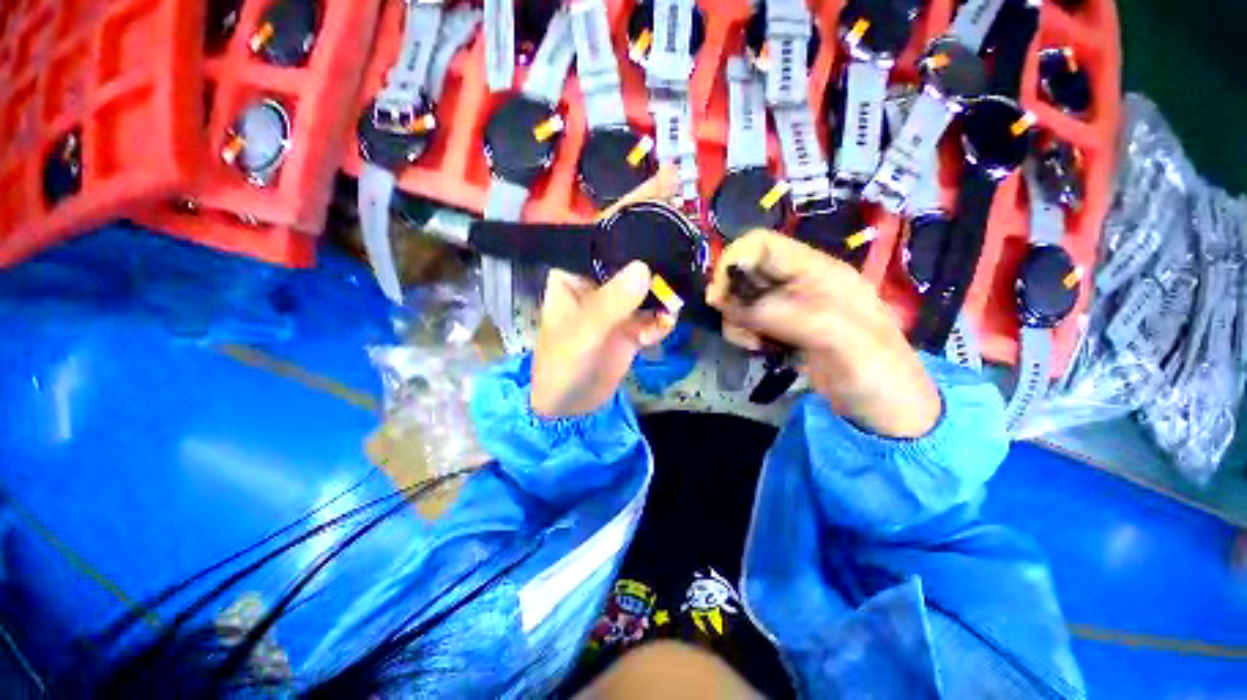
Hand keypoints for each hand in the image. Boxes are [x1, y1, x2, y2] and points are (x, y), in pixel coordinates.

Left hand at [530, 170, 679, 416]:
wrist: (569, 408)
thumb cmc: (561, 367)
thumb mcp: (582, 335)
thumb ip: (611, 304)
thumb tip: (643, 269)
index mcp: (577, 271)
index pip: (607, 228)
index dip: (636, 203)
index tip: (669, 179)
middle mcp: (599, 281)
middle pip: (635, 251)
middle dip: (662, 242)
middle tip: (692, 230)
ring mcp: (618, 304)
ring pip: (651, 283)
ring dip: (668, 287)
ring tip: (681, 290)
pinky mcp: (632, 327)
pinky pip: (656, 314)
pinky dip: (663, 321)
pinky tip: (659, 332)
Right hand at [707, 230, 940, 437]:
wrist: (888, 410)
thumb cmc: (877, 372)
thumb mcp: (836, 338)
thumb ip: (781, 314)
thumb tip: (723, 300)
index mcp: (819, 271)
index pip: (762, 244)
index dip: (734, 261)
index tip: (720, 295)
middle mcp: (799, 283)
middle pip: (745, 272)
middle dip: (733, 299)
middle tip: (742, 329)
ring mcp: (788, 307)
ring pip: (741, 299)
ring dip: (737, 321)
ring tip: (756, 344)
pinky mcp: (780, 329)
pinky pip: (746, 321)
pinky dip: (743, 334)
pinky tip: (761, 350)